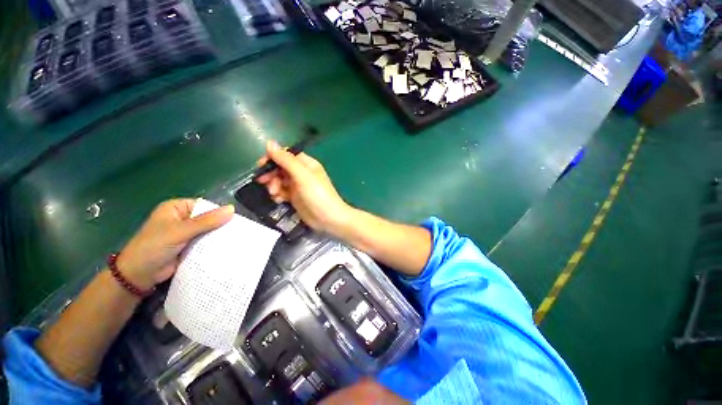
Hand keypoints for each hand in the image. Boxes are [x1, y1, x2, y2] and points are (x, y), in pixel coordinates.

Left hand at [117, 199, 234, 289]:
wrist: (139, 276)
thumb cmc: (154, 247)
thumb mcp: (181, 231)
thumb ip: (206, 221)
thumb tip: (232, 209)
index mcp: (177, 208)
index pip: (205, 206)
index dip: (220, 212)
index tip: (235, 220)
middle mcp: (183, 218)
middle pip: (208, 219)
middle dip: (221, 225)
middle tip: (239, 231)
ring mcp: (187, 233)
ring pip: (209, 231)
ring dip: (219, 236)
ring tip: (238, 239)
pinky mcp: (190, 246)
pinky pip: (206, 242)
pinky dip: (214, 245)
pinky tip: (228, 247)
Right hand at [257, 141, 351, 233]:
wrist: (328, 219)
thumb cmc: (318, 195)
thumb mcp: (302, 176)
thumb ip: (286, 160)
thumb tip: (269, 142)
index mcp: (306, 164)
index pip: (285, 155)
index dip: (273, 158)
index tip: (261, 166)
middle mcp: (301, 173)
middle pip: (280, 168)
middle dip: (271, 174)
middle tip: (264, 183)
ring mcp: (298, 186)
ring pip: (279, 180)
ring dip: (273, 185)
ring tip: (274, 194)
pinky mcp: (295, 197)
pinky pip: (281, 192)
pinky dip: (278, 195)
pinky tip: (279, 200)